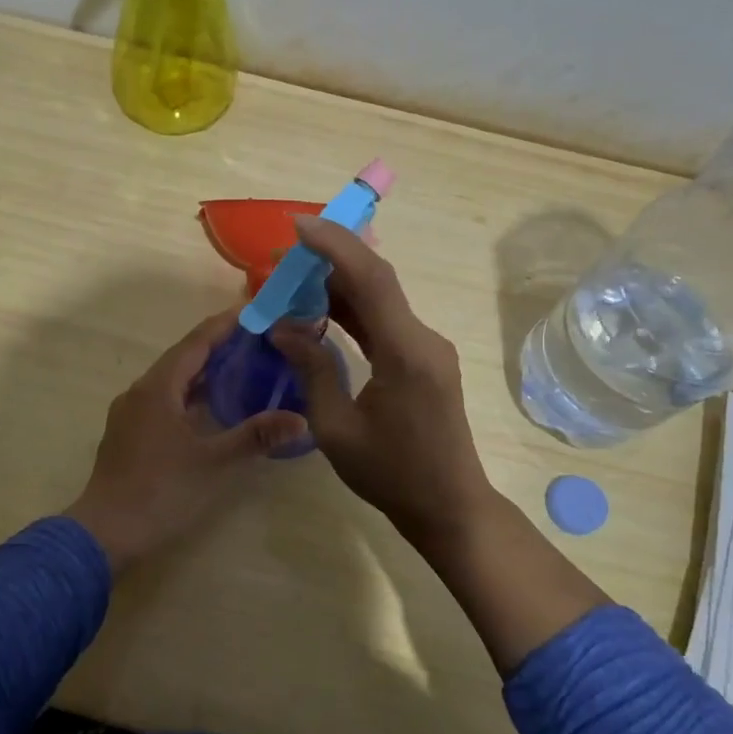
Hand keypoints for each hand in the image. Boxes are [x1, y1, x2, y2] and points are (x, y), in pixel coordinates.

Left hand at [67, 308, 307, 571]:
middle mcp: (140, 391)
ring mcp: (131, 413)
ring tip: (241, 366)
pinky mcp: (129, 433)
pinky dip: (190, 394)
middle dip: (218, 346)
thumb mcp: (214, 462)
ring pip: (172, 380)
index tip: (254, 311)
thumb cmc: (161, 491)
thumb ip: (256, 436)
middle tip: (256, 339)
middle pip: (183, 358)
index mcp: (158, 388)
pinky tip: (210, 406)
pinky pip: (164, 399)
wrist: (105, 533)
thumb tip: (301, 419)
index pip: (196, 342)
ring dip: (203, 371)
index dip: (225, 325)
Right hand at [269, 217, 493, 552]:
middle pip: (375, 281)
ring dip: (338, 285)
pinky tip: (321, 309)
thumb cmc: (392, 474)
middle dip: (328, 260)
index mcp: (405, 352)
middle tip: (282, 257)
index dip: (334, 245)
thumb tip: (282, 328)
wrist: (450, 507)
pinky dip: (353, 310)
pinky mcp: (424, 358)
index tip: (297, 226)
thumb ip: (312, 369)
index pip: (371, 279)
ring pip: (380, 299)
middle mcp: (423, 338)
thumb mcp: (336, 428)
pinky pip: (385, 321)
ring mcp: (427, 347)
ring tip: (292, 280)